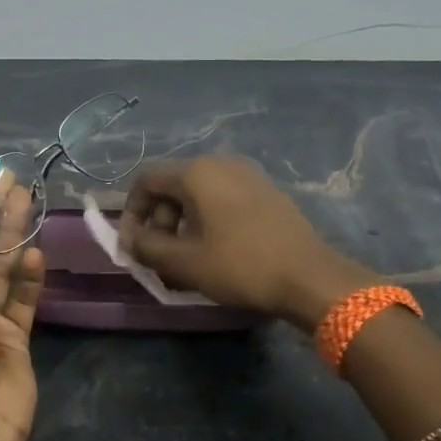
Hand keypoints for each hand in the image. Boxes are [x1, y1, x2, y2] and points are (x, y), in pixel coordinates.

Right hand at [118, 158, 371, 330]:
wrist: (310, 277)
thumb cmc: (240, 266)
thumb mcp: (184, 262)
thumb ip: (147, 247)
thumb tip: (130, 240)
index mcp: (197, 172)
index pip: (145, 180)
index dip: (131, 213)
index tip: (132, 246)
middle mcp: (221, 163)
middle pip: (173, 186)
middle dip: (158, 222)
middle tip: (159, 258)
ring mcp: (248, 175)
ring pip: (198, 194)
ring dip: (182, 224)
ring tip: (186, 260)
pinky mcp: (266, 191)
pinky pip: (223, 199)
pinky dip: (208, 220)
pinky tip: (215, 251)